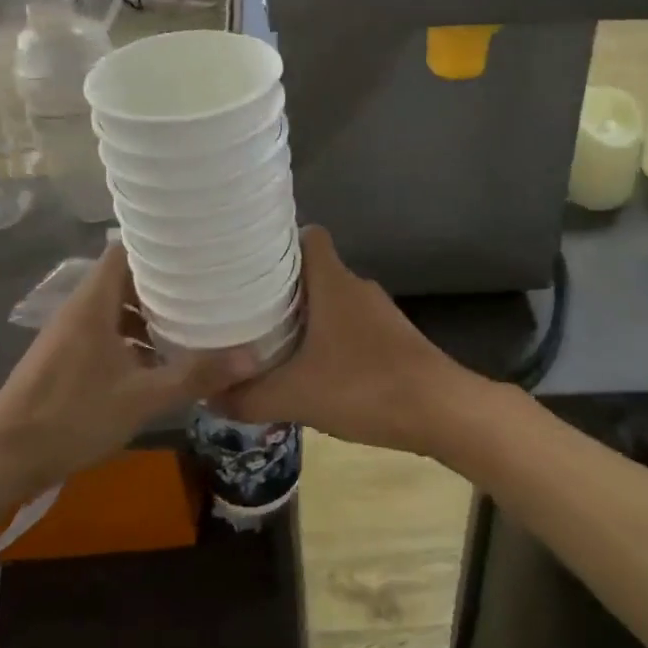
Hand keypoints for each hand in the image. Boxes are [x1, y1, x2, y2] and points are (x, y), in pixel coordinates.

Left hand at [0, 246, 257, 526]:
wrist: (1, 460)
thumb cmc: (71, 416)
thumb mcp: (141, 398)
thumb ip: (195, 376)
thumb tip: (252, 358)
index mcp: (94, 302)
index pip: (126, 250)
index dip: (161, 244)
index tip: (199, 247)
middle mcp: (82, 309)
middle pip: (127, 278)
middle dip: (166, 281)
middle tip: (209, 284)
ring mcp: (72, 334)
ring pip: (118, 308)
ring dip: (151, 312)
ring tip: (194, 319)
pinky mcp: (68, 358)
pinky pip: (109, 332)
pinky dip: (135, 337)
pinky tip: (162, 359)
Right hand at [227, 228, 487, 457]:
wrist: (441, 411)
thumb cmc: (365, 387)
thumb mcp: (296, 396)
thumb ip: (248, 396)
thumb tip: (206, 396)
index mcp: (333, 282)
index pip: (308, 236)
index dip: (278, 242)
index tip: (246, 260)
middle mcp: (356, 286)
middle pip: (313, 269)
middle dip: (280, 285)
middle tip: (242, 306)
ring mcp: (378, 311)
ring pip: (331, 298)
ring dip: (304, 314)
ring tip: (267, 337)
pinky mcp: (391, 336)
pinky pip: (349, 323)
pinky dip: (327, 336)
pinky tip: (310, 366)